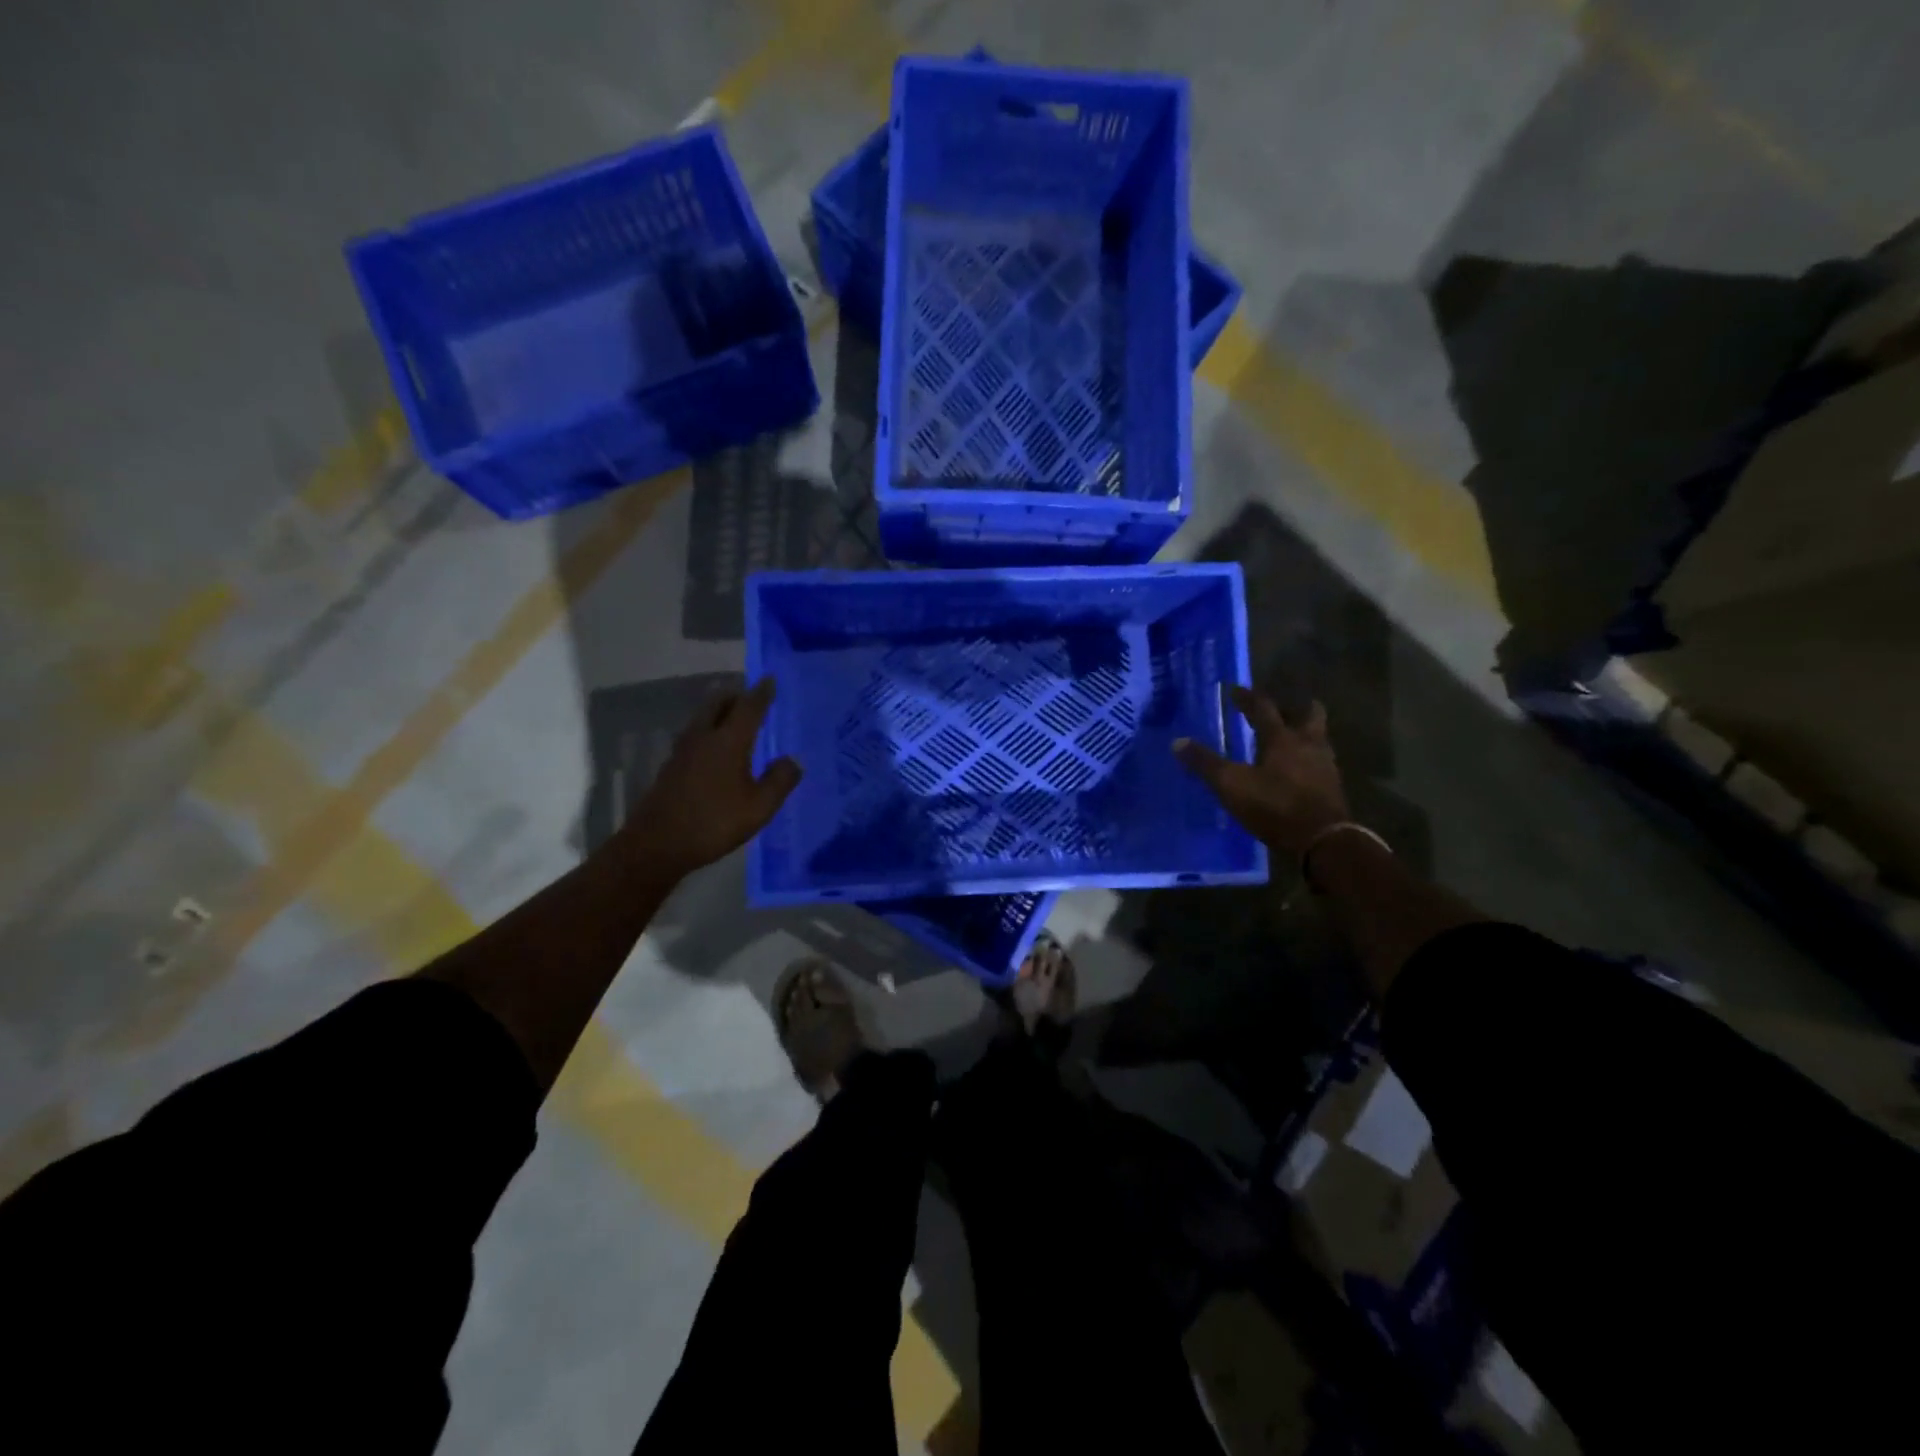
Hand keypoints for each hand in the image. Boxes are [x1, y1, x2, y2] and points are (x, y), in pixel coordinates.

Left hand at [626, 677, 801, 879]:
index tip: (770, 679)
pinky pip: (695, 735)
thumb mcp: (759, 808)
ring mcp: (683, 751)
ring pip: (703, 718)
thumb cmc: (714, 822)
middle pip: (718, 704)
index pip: (749, 707)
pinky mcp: (671, 766)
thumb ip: (779, 781)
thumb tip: (793, 761)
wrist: (657, 844)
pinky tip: (715, 748)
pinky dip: (709, 730)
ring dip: (719, 711)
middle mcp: (704, 737)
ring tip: (734, 717)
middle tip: (750, 696)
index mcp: (729, 741)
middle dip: (736, 696)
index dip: (762, 693)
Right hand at [1174, 688, 1348, 857]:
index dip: (1247, 697)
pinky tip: (1296, 772)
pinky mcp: (1333, 788)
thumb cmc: (1275, 806)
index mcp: (1282, 738)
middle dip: (1293, 708)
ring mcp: (1325, 766)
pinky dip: (1308, 760)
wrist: (1323, 841)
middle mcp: (1308, 744)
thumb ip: (1205, 764)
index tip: (1234, 690)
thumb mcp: (1231, 785)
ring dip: (1304, 734)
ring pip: (1317, 738)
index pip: (1263, 708)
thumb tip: (1177, 742)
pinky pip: (1320, 763)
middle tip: (1277, 710)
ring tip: (1287, 740)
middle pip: (1309, 714)